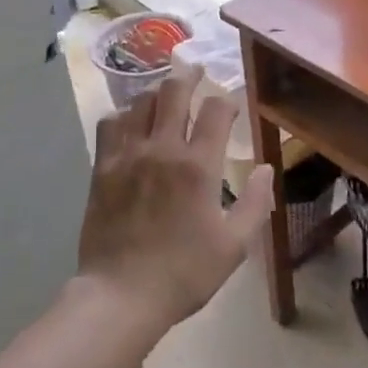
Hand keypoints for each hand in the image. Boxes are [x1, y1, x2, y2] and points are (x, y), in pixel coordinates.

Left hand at [77, 61, 273, 333]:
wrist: (121, 295)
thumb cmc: (184, 273)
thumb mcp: (234, 245)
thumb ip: (255, 203)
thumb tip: (264, 168)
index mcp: (199, 166)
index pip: (215, 111)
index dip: (226, 101)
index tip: (229, 105)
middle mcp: (163, 149)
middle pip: (174, 92)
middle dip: (189, 76)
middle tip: (196, 72)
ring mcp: (128, 155)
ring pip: (141, 102)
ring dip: (157, 93)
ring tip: (165, 95)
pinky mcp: (103, 167)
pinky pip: (110, 124)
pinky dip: (123, 114)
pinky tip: (130, 122)